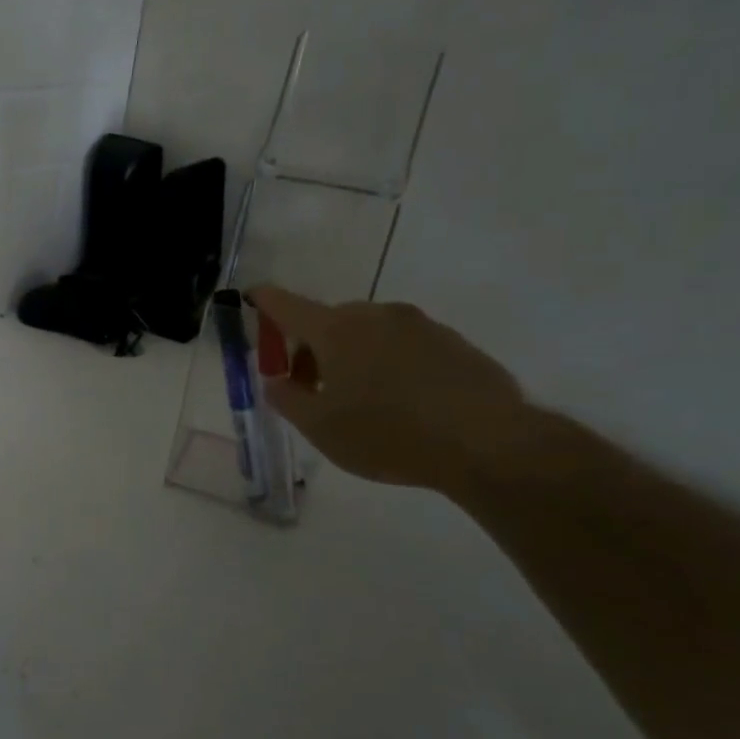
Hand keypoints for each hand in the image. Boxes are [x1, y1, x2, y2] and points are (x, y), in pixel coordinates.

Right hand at [246, 285, 531, 492]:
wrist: (488, 443)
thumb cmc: (387, 434)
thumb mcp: (319, 428)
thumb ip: (286, 398)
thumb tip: (276, 381)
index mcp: (336, 330)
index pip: (287, 305)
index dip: (265, 300)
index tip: (252, 295)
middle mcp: (376, 316)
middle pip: (329, 322)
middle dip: (311, 349)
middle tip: (310, 389)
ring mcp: (420, 325)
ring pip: (368, 333)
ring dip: (351, 357)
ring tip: (360, 402)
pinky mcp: (453, 343)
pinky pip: (404, 346)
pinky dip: (389, 364)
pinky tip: (401, 404)